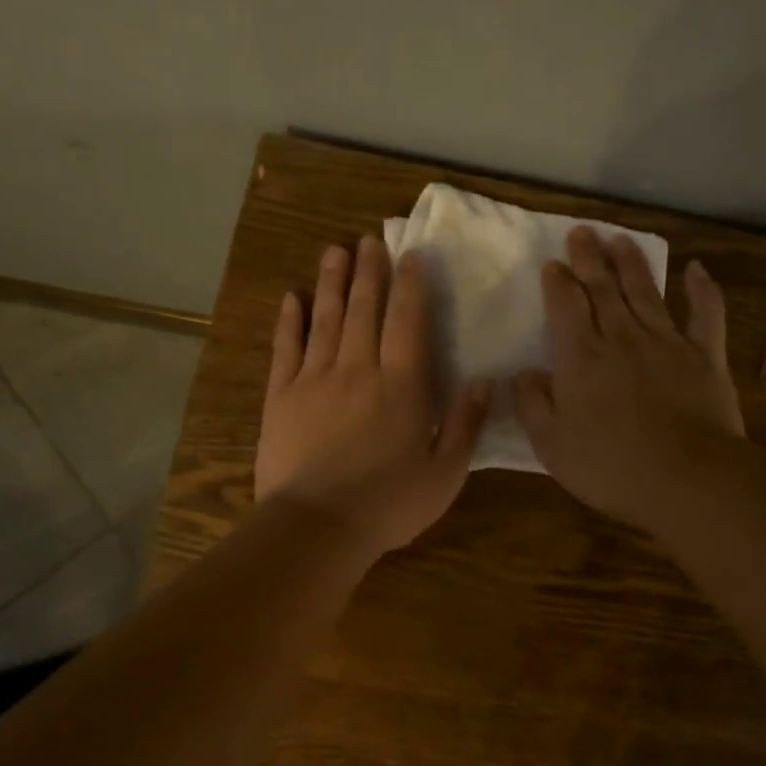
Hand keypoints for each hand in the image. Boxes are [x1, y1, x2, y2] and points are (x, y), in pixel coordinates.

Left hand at [256, 237, 490, 556]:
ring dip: (331, 283)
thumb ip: (465, 424)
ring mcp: (315, 380)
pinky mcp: (281, 397)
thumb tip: (484, 381)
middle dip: (368, 271)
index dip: (410, 285)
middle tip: (368, 239)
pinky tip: (292, 298)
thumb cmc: (388, 504)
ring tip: (334, 251)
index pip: (407, 322)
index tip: (410, 254)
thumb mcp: (445, 473)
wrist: (316, 526)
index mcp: (401, 386)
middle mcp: (358, 370)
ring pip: (325, 320)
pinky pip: (285, 349)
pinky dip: (289, 321)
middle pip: (364, 310)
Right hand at [514, 228, 744, 533]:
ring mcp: (667, 343)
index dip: (558, 282)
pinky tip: (697, 269)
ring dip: (631, 263)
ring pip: (646, 292)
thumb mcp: (552, 446)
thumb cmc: (612, 468)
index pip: (566, 306)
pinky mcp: (705, 356)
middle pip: (603, 289)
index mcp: (581, 358)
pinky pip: (706, 314)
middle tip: (581, 233)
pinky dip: (702, 289)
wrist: (688, 481)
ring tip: (619, 239)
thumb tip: (523, 374)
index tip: (553, 264)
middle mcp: (622, 338)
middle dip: (589, 258)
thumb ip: (533, 405)